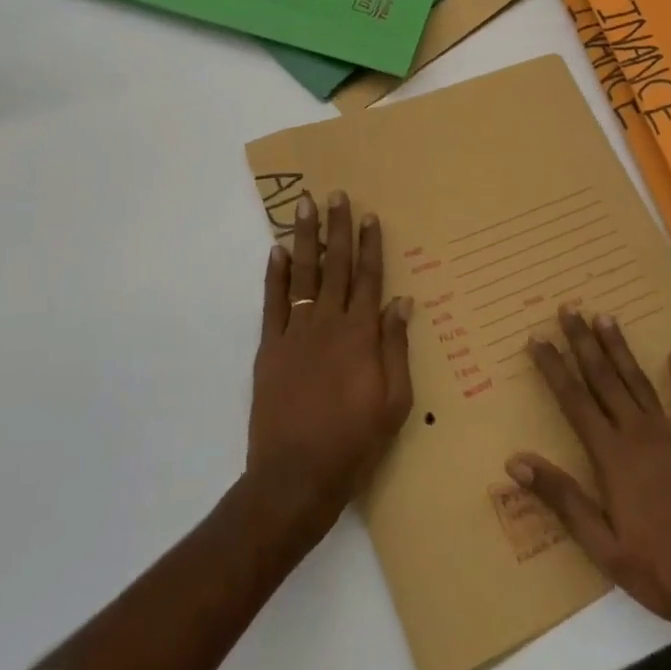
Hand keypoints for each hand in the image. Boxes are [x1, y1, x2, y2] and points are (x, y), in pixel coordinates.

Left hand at [248, 191, 412, 543]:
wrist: (296, 476)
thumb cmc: (354, 442)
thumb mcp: (394, 401)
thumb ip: (396, 347)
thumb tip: (401, 302)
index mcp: (361, 334)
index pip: (369, 278)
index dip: (370, 244)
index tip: (369, 215)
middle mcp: (328, 323)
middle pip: (335, 265)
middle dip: (336, 227)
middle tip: (334, 194)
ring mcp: (295, 332)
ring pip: (302, 273)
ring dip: (304, 238)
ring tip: (303, 207)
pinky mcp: (269, 348)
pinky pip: (272, 302)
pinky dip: (273, 275)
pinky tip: (275, 251)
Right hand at [510, 310, 670, 639]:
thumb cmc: (660, 572)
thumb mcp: (602, 546)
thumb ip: (562, 498)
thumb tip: (514, 461)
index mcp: (612, 457)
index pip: (574, 401)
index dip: (553, 368)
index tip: (536, 338)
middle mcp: (639, 436)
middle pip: (604, 379)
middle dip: (583, 343)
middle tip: (568, 309)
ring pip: (639, 382)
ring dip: (620, 348)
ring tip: (605, 316)